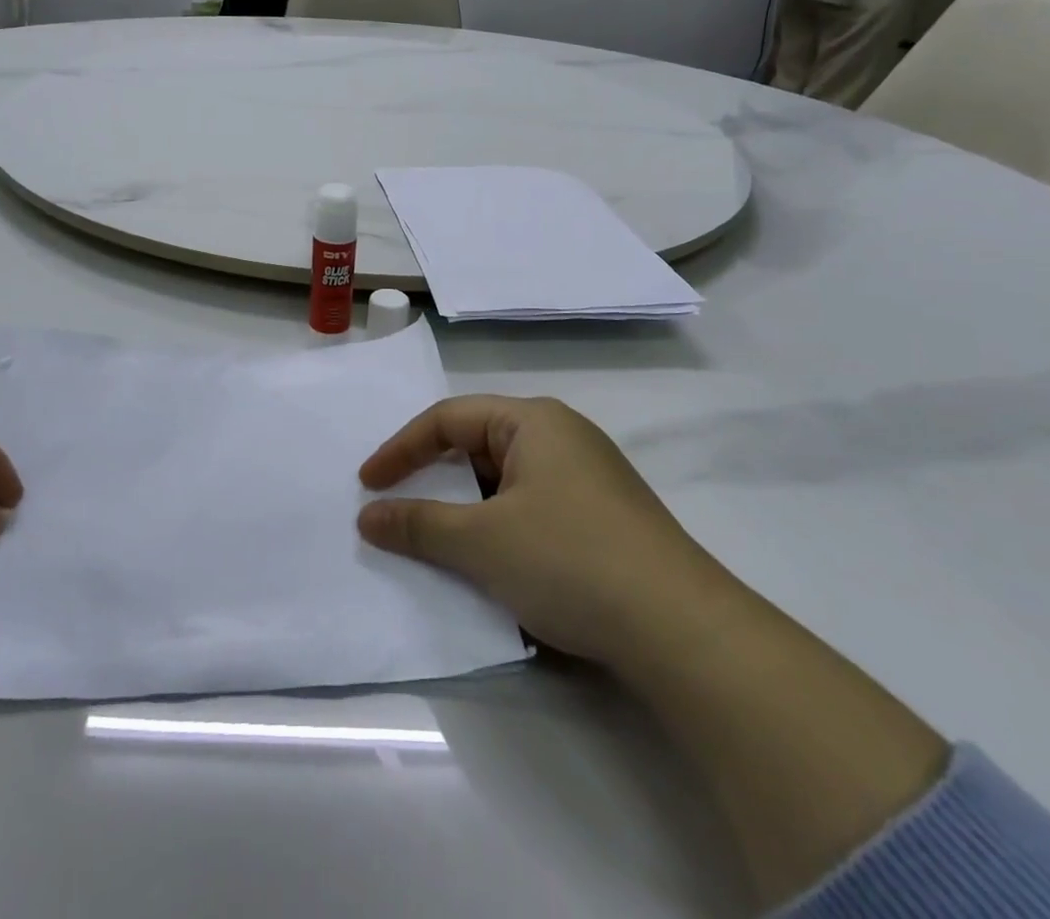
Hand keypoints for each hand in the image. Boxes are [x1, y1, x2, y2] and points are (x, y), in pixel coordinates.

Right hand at [357, 396, 724, 667]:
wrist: (682, 630)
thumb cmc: (570, 560)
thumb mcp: (482, 542)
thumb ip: (419, 524)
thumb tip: (368, 516)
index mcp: (533, 421)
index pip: (448, 418)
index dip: (401, 449)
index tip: (367, 485)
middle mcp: (562, 436)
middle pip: (477, 444)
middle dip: (434, 477)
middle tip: (399, 508)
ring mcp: (588, 477)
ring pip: (505, 480)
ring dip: (467, 508)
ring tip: (441, 541)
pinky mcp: (603, 517)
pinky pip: (532, 506)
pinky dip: (500, 526)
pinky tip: (494, 563)